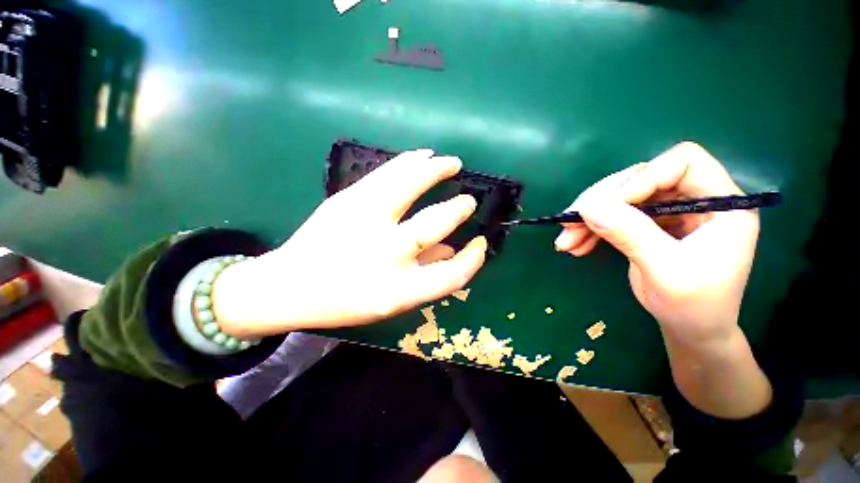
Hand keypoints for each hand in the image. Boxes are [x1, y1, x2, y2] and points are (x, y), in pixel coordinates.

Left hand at [212, 149, 487, 337]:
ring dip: (437, 170)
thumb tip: (453, 249)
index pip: (452, 275)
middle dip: (458, 208)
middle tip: (468, 200)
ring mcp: (364, 221)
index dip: (473, 259)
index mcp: (397, 290)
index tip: (480, 243)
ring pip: (411, 185)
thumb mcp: (390, 300)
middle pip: (435, 223)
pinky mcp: (348, 200)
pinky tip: (423, 155)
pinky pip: (387, 173)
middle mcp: (385, 254)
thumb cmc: (344, 299)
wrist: (290, 285)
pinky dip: (410, 161)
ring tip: (451, 162)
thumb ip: (425, 274)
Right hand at [554, 142, 759, 346]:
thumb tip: (588, 208)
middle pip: (640, 178)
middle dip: (601, 201)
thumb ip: (631, 235)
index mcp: (721, 204)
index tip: (608, 207)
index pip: (682, 163)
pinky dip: (589, 229)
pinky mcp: (647, 225)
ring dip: (588, 218)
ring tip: (565, 241)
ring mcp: (668, 212)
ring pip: (620, 198)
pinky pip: (612, 216)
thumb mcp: (666, 272)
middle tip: (570, 224)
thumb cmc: (695, 306)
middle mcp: (694, 200)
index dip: (642, 178)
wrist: (692, 330)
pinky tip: (574, 245)